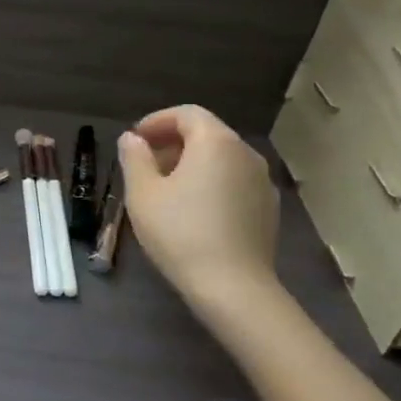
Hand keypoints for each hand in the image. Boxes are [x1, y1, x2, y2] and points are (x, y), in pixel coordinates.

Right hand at [118, 106, 279, 310]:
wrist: (232, 286)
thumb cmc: (180, 232)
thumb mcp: (143, 194)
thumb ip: (135, 158)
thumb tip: (132, 139)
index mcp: (215, 142)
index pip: (187, 114)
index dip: (157, 121)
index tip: (134, 140)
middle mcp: (245, 153)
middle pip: (207, 134)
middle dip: (173, 143)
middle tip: (144, 165)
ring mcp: (262, 182)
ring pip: (222, 159)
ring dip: (192, 164)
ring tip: (166, 189)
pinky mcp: (268, 208)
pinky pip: (234, 183)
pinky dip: (211, 184)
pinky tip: (193, 212)